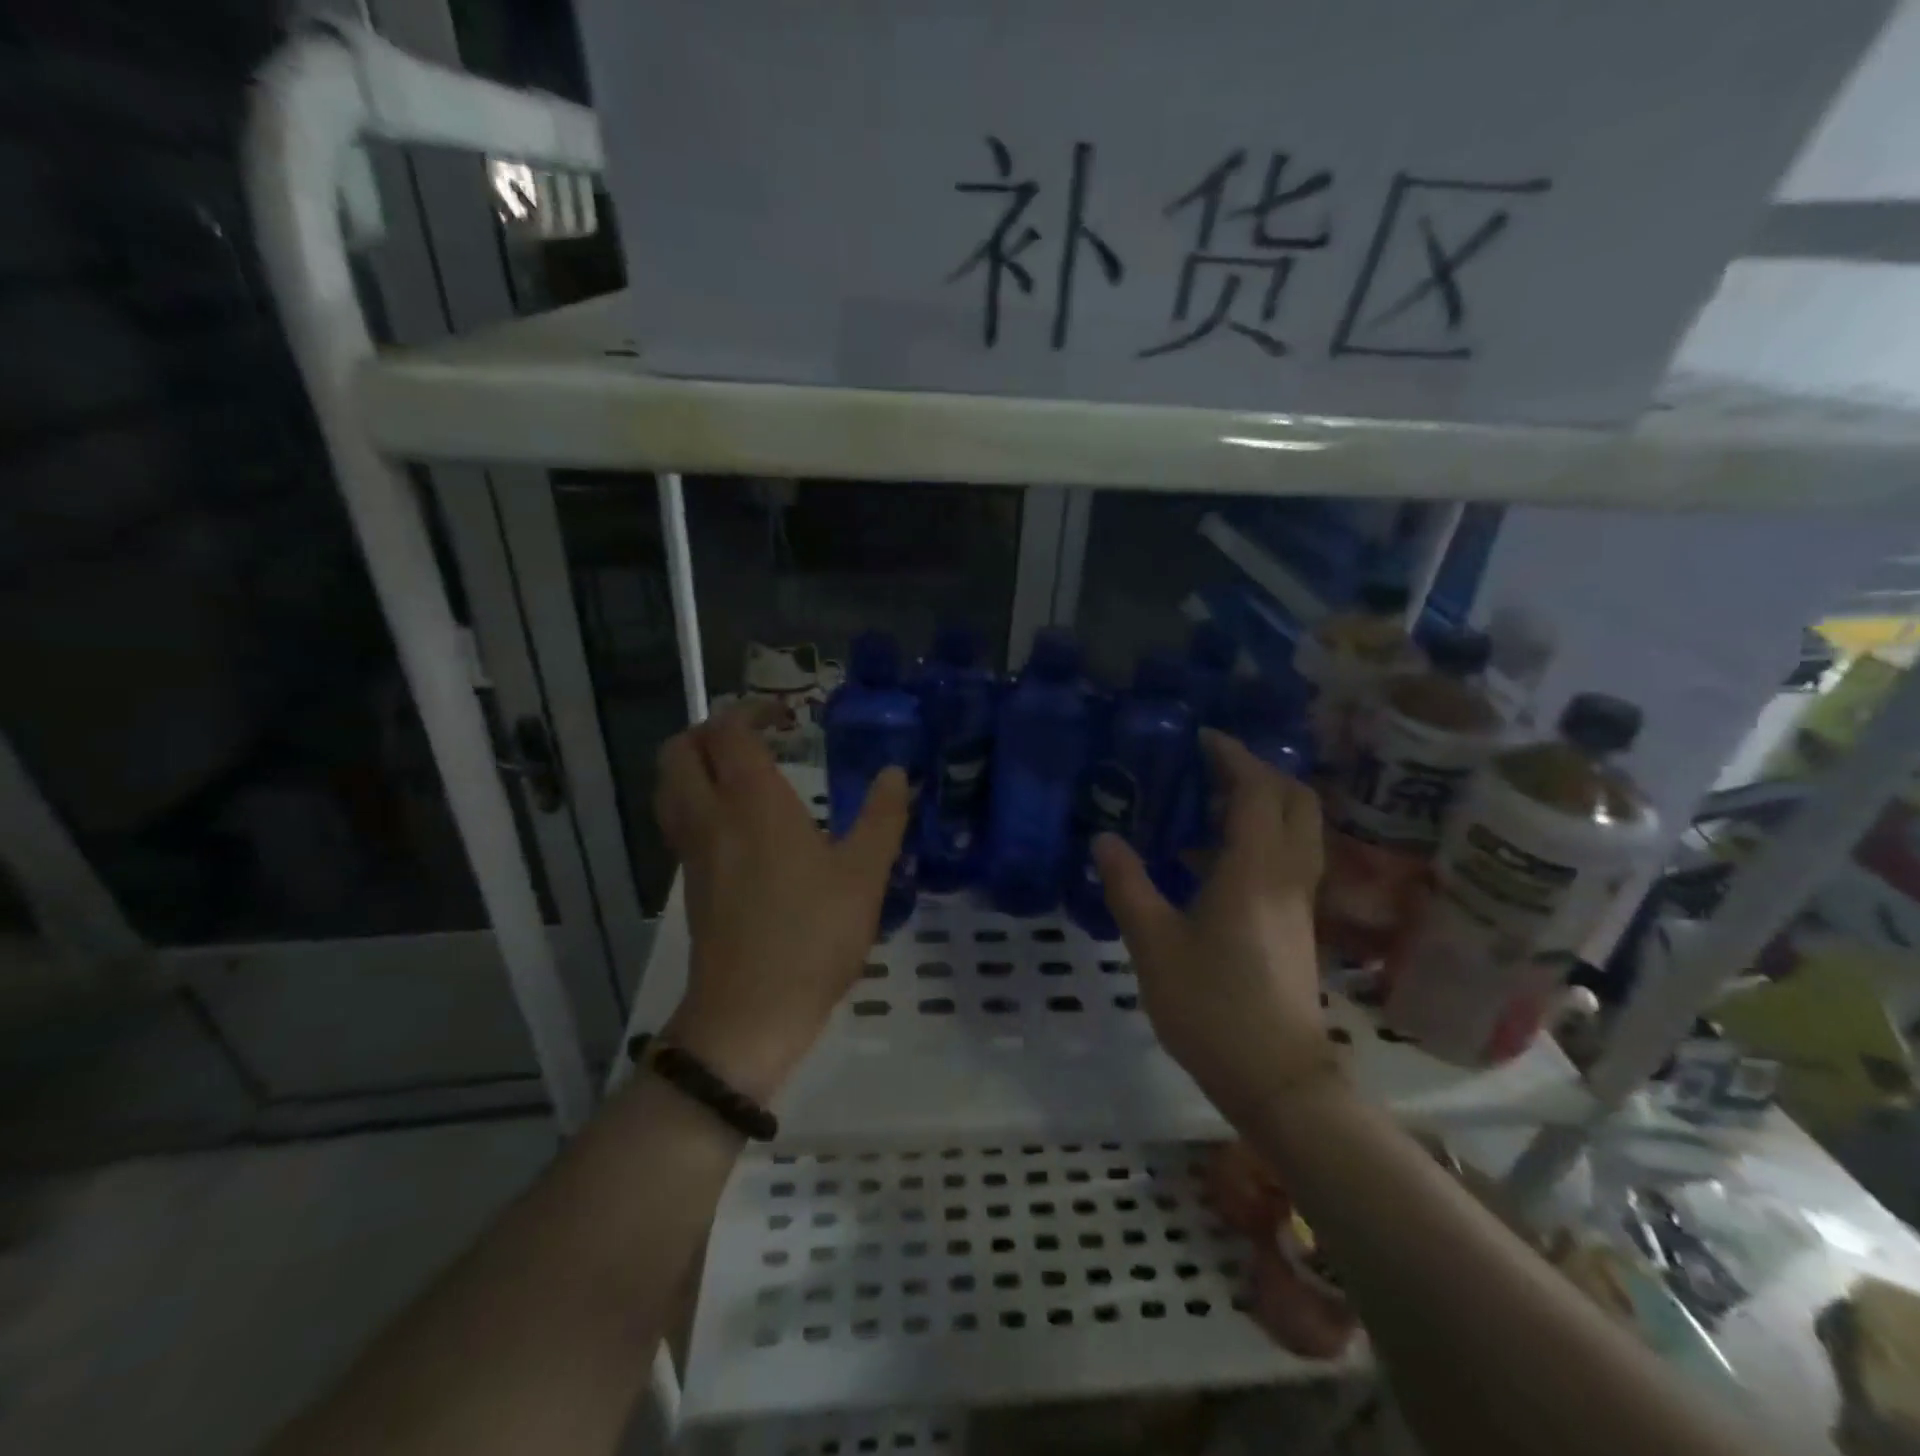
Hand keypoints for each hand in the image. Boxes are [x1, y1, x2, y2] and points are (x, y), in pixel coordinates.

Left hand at [654, 706, 910, 1102]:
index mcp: (752, 802)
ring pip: (669, 786)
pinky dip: (697, 801)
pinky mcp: (690, 883)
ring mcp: (692, 852)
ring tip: (740, 774)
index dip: (752, 710)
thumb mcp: (865, 875)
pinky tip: (739, 826)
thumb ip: (883, 817)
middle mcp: (711, 816)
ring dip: (696, 764)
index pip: (730, 730)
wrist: (749, 1013)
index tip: (787, 716)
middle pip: (679, 750)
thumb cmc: (812, 936)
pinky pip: (679, 821)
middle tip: (753, 737)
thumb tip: (895, 773)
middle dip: (710, 730)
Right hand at [1094, 729, 1330, 1122]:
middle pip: (1295, 799)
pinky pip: (1287, 857)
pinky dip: (1259, 837)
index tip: (1201, 738)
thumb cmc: (1211, 1006)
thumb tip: (1104, 838)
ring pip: (1297, 829)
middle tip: (1211, 767)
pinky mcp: (1296, 923)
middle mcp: (1288, 874)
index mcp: (1255, 869)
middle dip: (1259, 771)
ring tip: (1206, 805)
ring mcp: (1298, 901)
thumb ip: (1128, 885)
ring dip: (1262, 803)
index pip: (1257, 790)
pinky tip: (1210, 860)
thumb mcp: (1153, 944)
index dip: (1233, 756)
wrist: (1276, 1078)